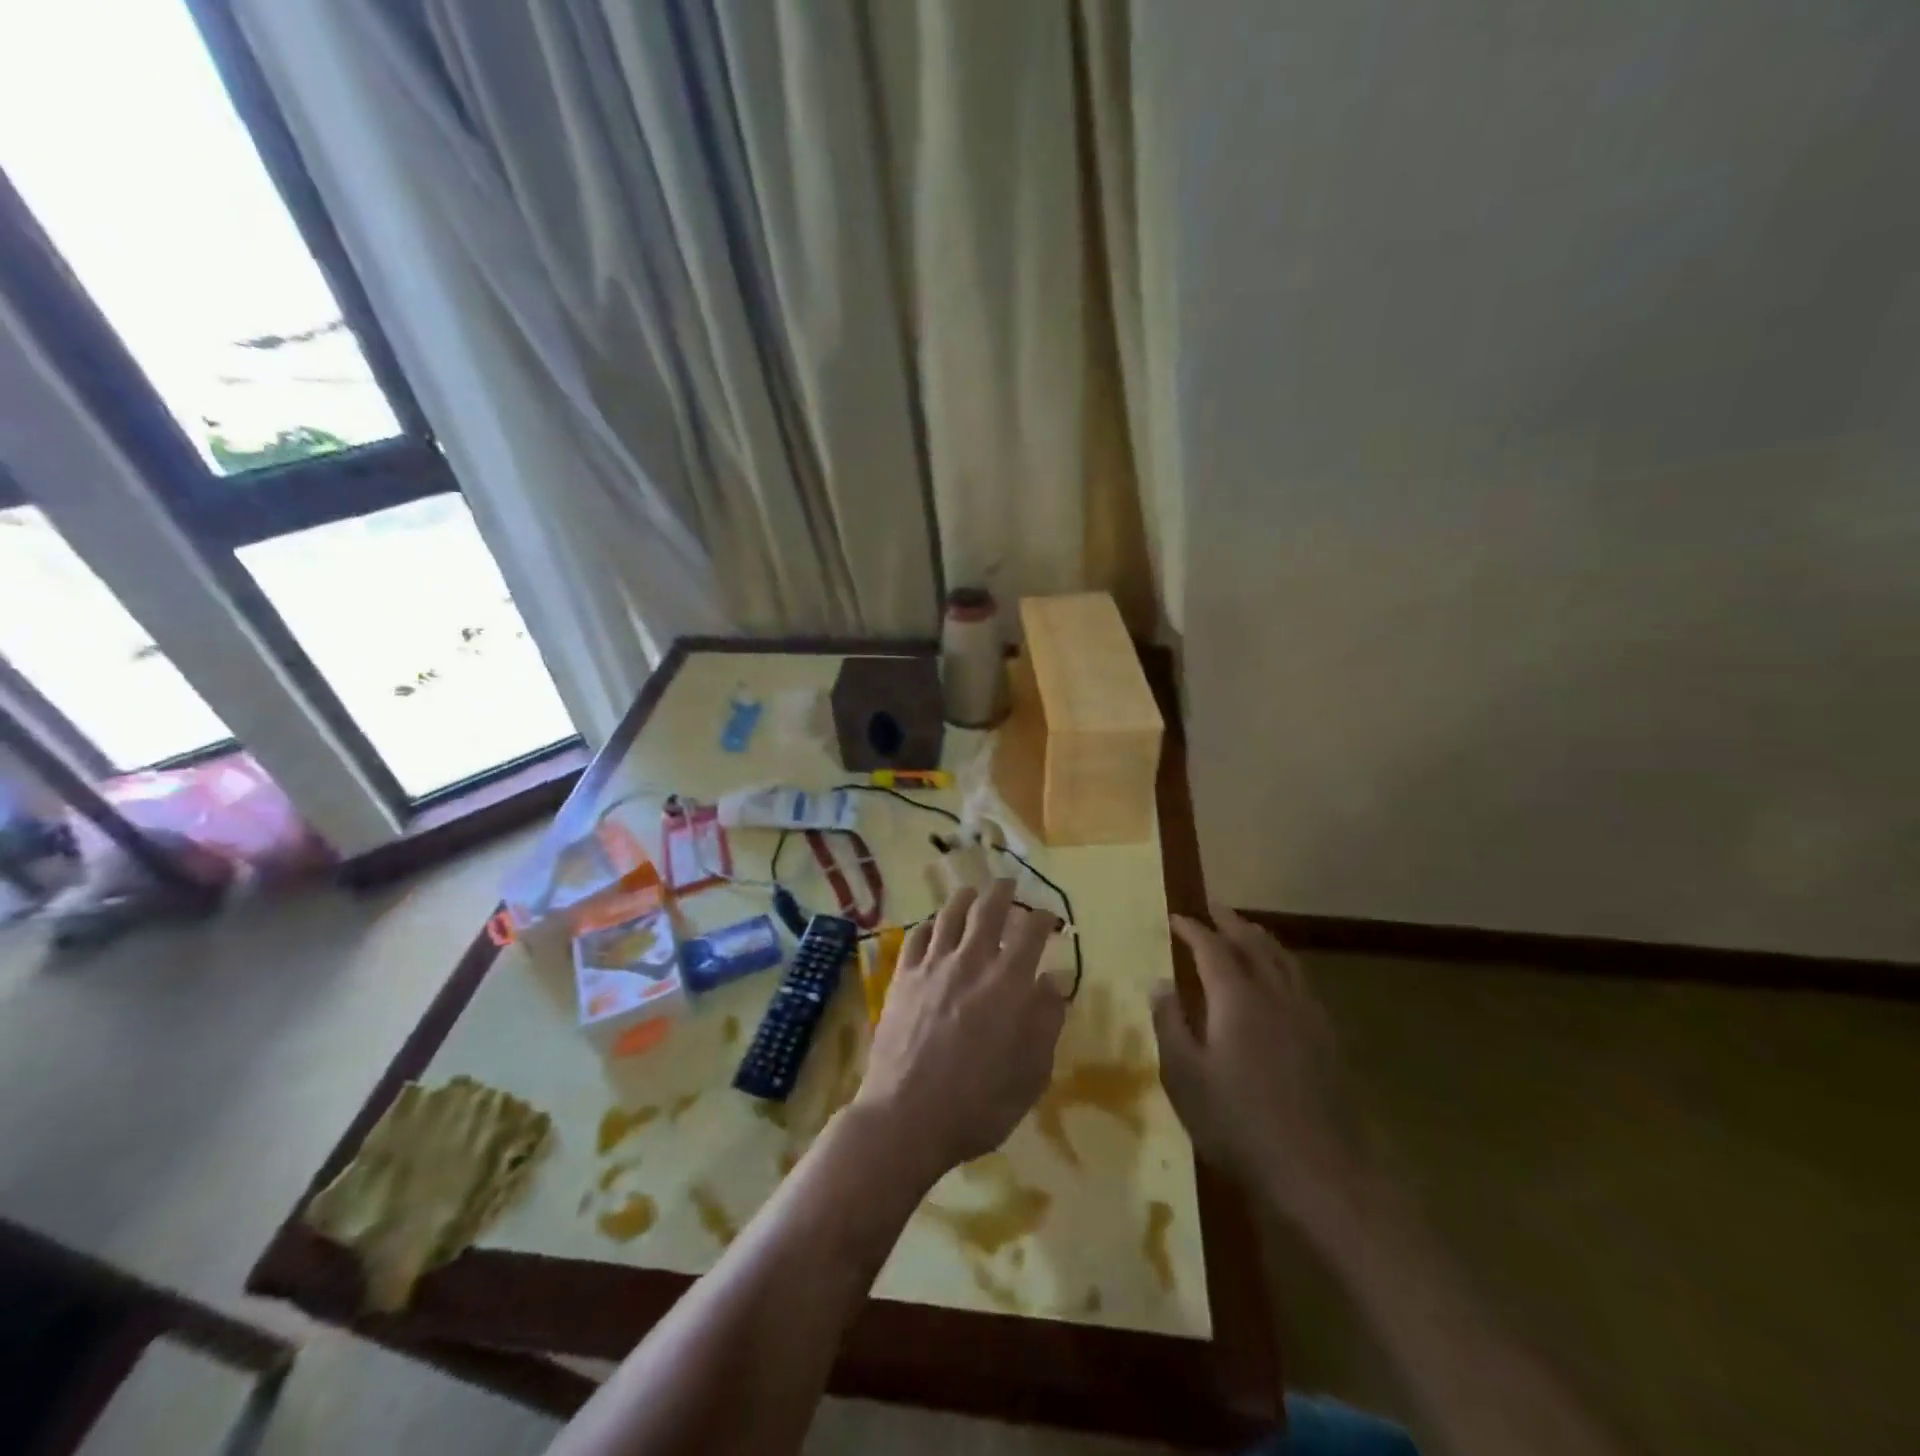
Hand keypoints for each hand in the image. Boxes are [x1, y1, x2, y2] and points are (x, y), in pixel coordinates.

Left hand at [853, 880, 1068, 1184]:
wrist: (906, 1116)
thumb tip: (1054, 980)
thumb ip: (1046, 1021)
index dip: (1043, 918)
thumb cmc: (978, 1104)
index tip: (1049, 916)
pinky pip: (917, 937)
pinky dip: (929, 925)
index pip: (1031, 932)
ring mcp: (932, 966)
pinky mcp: (902, 978)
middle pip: (988, 910)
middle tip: (1009, 885)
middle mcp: (970, 962)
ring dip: (964, 898)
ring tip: (971, 892)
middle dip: (1003, 892)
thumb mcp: (1030, 1073)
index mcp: (1008, 983)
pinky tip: (933, 926)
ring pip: (949, 915)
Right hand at [1152, 907, 1370, 1239]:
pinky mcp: (1327, 1038)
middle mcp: (1275, 994)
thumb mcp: (1185, 1077)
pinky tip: (1281, 980)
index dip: (1192, 929)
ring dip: (1260, 938)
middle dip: (1230, 921)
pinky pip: (1301, 981)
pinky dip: (1283, 964)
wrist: (1321, 1171)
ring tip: (1246, 930)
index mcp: (1237, 998)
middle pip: (1253, 943)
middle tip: (1212, 907)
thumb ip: (1170, 1024)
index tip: (1175, 917)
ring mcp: (1307, 1014)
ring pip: (1284, 959)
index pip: (1211, 947)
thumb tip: (1159, 982)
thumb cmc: (1240, 1123)